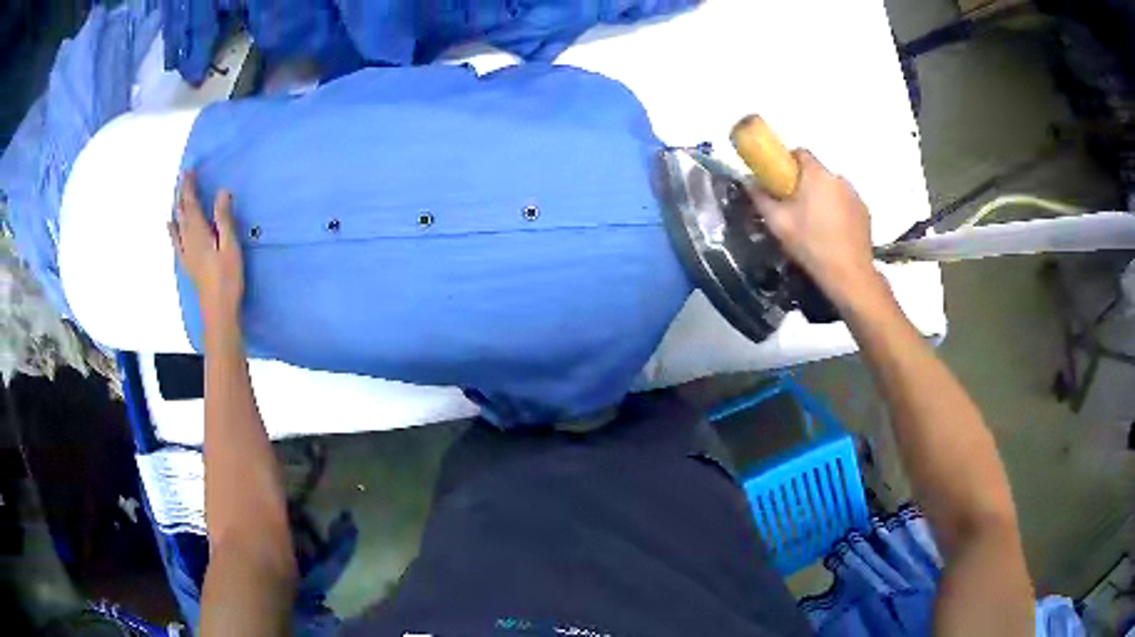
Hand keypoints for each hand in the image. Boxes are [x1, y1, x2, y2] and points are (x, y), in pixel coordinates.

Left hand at [168, 172, 243, 333]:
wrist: (217, 310)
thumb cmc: (227, 278)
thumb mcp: (230, 246)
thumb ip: (224, 219)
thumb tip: (221, 191)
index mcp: (199, 232)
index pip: (191, 204)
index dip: (189, 186)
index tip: (188, 170)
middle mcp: (188, 239)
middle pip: (182, 212)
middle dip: (182, 193)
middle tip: (182, 177)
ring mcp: (185, 252)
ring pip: (177, 224)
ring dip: (177, 207)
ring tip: (176, 193)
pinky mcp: (187, 263)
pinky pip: (175, 241)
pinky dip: (172, 229)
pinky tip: (170, 224)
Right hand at [748, 150, 880, 306]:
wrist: (849, 275)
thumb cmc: (811, 244)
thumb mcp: (778, 223)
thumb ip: (761, 198)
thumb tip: (748, 182)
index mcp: (817, 175)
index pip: (800, 152)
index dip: (787, 162)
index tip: (779, 180)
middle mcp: (838, 178)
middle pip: (817, 172)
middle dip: (805, 183)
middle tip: (794, 206)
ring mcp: (855, 195)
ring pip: (832, 188)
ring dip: (822, 197)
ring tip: (815, 223)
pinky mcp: (865, 213)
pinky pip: (846, 203)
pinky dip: (838, 211)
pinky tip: (832, 233)